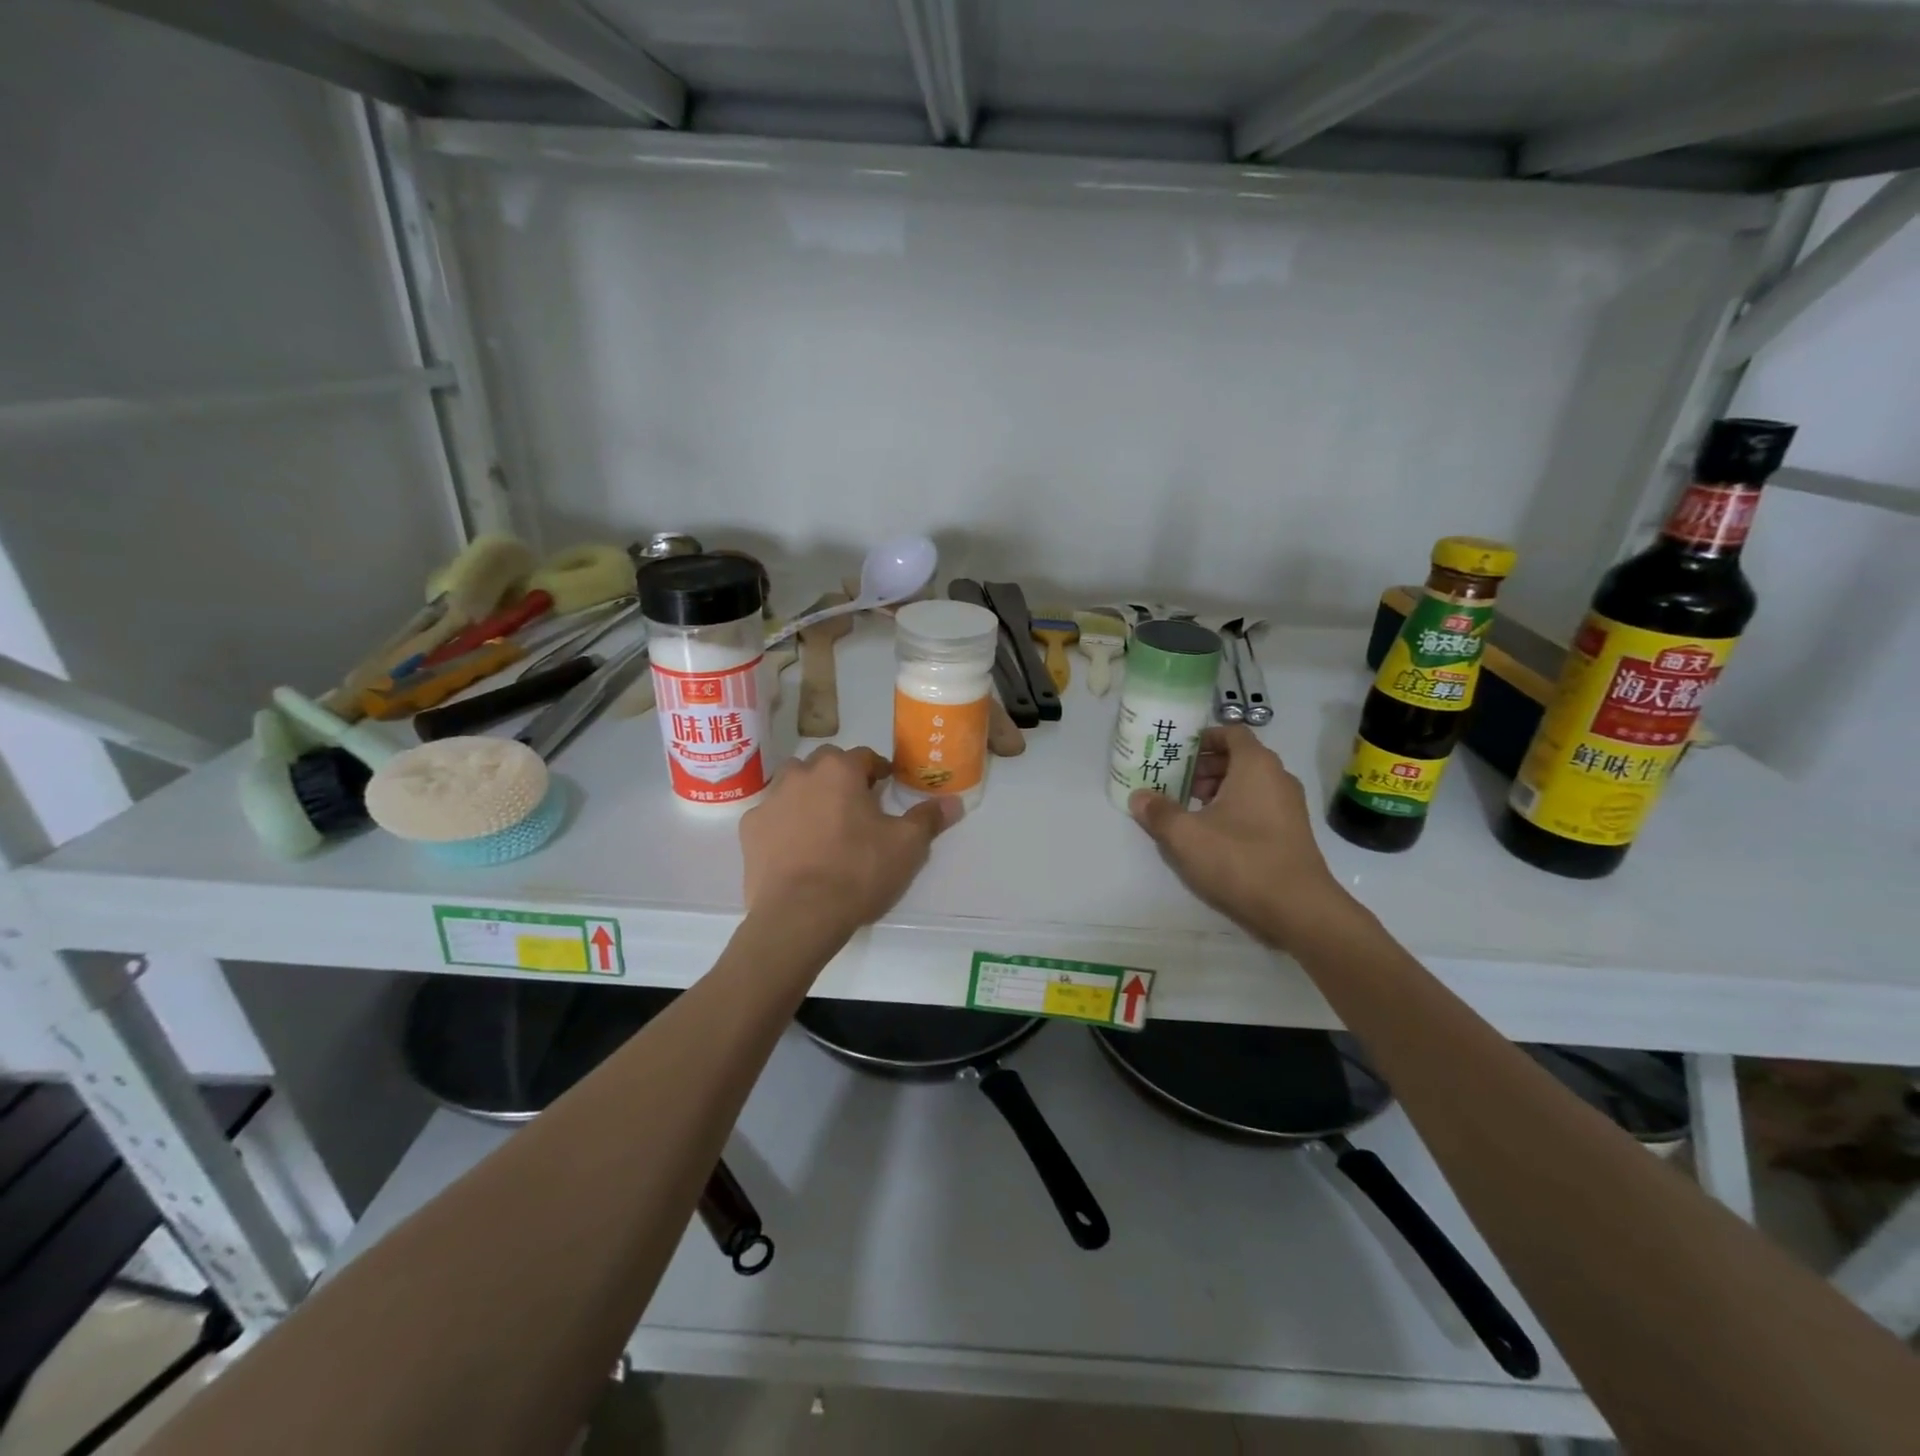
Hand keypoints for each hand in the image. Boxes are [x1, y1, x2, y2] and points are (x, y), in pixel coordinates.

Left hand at [741, 746, 960, 934]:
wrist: (799, 915)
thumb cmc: (858, 871)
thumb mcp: (907, 846)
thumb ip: (928, 818)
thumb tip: (954, 802)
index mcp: (840, 770)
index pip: (864, 756)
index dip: (878, 771)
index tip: (885, 788)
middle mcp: (801, 774)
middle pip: (825, 764)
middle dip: (841, 778)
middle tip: (856, 807)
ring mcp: (770, 801)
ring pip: (794, 785)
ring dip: (809, 795)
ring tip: (824, 825)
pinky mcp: (749, 830)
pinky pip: (772, 816)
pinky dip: (784, 823)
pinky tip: (796, 848)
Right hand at [1129, 725, 1352, 948]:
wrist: (1297, 909)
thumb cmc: (1239, 859)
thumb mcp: (1186, 835)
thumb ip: (1159, 812)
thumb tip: (1139, 797)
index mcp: (1256, 765)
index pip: (1230, 732)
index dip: (1202, 739)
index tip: (1176, 753)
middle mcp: (1277, 778)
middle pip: (1238, 758)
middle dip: (1204, 767)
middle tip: (1173, 784)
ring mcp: (1289, 806)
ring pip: (1248, 784)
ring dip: (1217, 790)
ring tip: (1188, 811)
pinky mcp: (1291, 832)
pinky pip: (1258, 806)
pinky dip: (1234, 810)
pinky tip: (1211, 836)